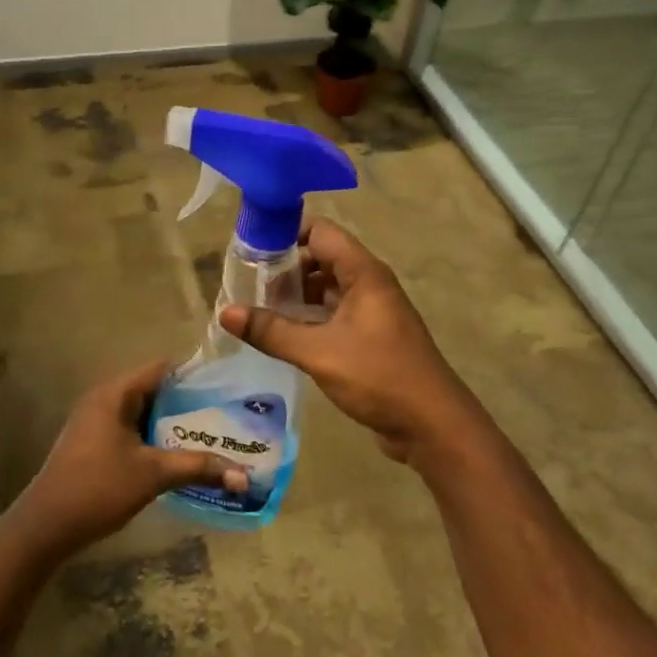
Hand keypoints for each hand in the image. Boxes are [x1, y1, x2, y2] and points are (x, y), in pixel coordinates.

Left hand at [4, 360, 245, 558]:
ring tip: (213, 434)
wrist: (44, 528)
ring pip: (145, 413)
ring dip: (173, 424)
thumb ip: (198, 468)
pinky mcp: (94, 443)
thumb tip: (244, 476)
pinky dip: (156, 438)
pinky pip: (132, 430)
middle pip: (156, 390)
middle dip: (190, 403)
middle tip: (228, 414)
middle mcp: (104, 399)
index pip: (163, 368)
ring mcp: (96, 422)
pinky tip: (180, 455)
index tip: (228, 386)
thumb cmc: (98, 488)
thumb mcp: (153, 475)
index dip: (196, 375)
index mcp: (116, 393)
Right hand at [220, 219, 484, 468]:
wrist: (431, 424)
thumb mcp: (319, 352)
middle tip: (245, 286)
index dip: (285, 235)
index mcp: (363, 273)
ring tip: (255, 310)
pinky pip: (332, 315)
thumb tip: (225, 312)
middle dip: (284, 269)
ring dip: (294, 296)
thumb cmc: (379, 376)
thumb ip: (272, 331)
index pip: (320, 232)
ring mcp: (370, 311)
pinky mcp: (369, 337)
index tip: (249, 252)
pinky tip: (280, 335)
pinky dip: (307, 318)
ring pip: (325, 289)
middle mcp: (368, 284)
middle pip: (320, 258)